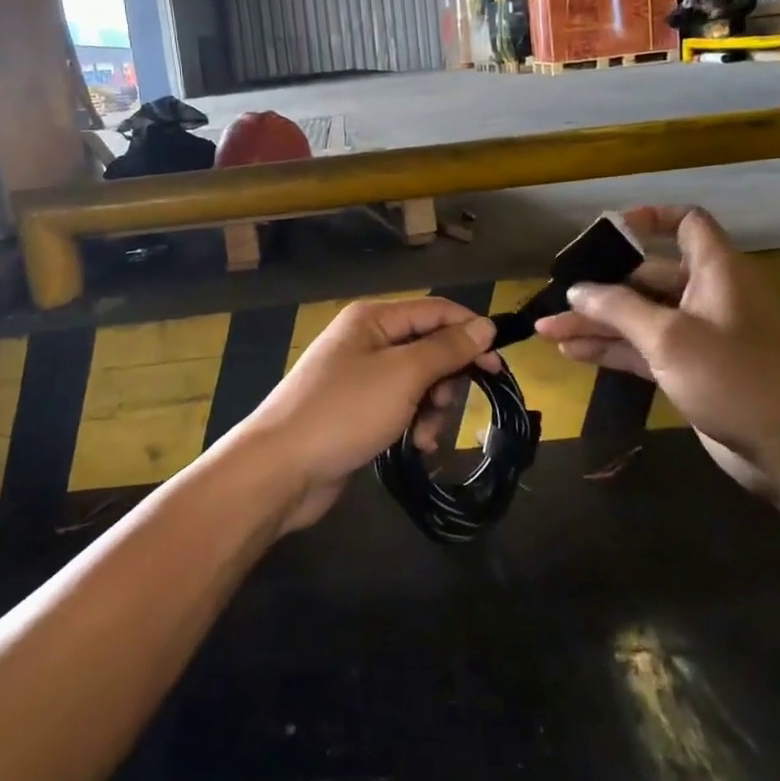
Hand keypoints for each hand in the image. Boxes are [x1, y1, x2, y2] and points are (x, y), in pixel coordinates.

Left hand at [231, 298, 499, 532]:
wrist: (280, 469)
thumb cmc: (344, 412)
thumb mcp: (403, 375)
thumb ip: (446, 349)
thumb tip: (484, 326)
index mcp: (373, 319)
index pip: (435, 311)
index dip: (470, 333)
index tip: (499, 365)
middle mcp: (366, 340)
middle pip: (428, 348)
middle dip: (446, 379)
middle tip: (445, 407)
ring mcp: (360, 377)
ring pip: (418, 382)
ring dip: (431, 408)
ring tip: (423, 435)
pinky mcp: (357, 410)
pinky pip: (400, 407)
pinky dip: (413, 424)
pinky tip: (415, 447)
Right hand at [533, 206, 779, 494]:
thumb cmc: (733, 379)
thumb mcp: (669, 337)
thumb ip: (617, 308)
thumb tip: (576, 290)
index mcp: (717, 271)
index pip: (687, 224)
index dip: (650, 219)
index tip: (608, 231)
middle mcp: (707, 295)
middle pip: (646, 276)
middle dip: (600, 287)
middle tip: (558, 297)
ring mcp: (698, 333)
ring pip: (638, 316)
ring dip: (597, 323)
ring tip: (547, 331)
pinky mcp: (689, 367)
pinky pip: (643, 347)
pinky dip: (612, 348)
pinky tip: (572, 352)